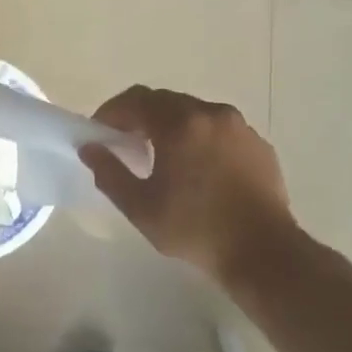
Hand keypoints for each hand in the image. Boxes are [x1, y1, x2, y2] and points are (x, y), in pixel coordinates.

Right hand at [80, 86, 293, 280]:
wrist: (263, 251)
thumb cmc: (194, 228)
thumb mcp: (140, 207)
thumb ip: (109, 172)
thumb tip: (89, 148)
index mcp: (180, 124)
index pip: (136, 100)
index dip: (112, 111)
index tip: (99, 132)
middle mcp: (211, 114)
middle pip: (166, 101)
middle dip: (140, 116)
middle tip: (126, 142)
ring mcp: (240, 128)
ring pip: (195, 113)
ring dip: (171, 125)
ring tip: (162, 156)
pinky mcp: (258, 145)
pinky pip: (220, 130)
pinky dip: (200, 138)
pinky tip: (197, 168)